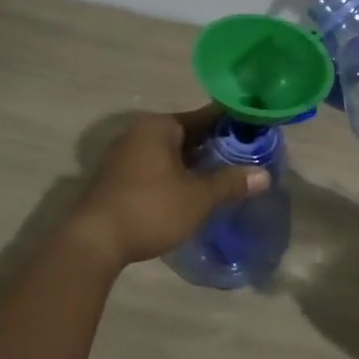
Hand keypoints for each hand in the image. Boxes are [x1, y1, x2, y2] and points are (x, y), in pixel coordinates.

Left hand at [67, 106, 269, 266]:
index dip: (233, 125)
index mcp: (159, 126)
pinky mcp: (118, 178)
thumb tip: (264, 175)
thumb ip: (231, 183)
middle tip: (247, 158)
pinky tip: (194, 191)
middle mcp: (140, 132)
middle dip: (215, 147)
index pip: (205, 116)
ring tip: (226, 176)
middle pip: (187, 134)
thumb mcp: (198, 197)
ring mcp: (125, 155)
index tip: (257, 133)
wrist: (94, 242)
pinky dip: (177, 175)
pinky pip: (157, 168)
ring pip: (172, 153)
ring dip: (196, 164)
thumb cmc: (150, 209)